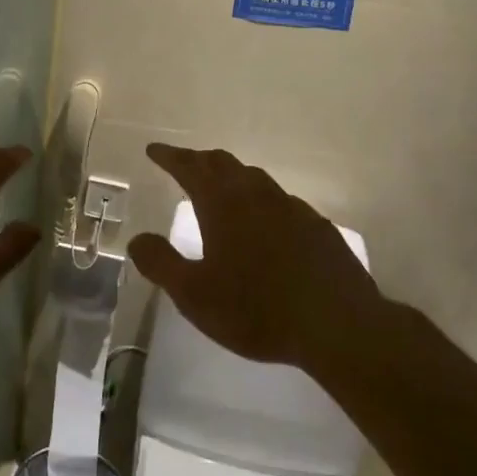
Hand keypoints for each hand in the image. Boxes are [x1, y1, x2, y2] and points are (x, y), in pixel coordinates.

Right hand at [128, 144, 385, 372]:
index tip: (154, 149)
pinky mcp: (319, 228)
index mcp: (223, 205)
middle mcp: (257, 195)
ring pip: (256, 179)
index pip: (190, 167)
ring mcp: (292, 208)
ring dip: (234, 176)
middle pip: (224, 164)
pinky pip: (283, 202)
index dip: (170, 156)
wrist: (339, 325)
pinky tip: (269, 222)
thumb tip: (137, 239)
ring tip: (224, 187)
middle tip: (185, 163)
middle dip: (200, 160)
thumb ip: (161, 264)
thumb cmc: (257, 309)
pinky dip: (264, 202)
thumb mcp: (194, 295)